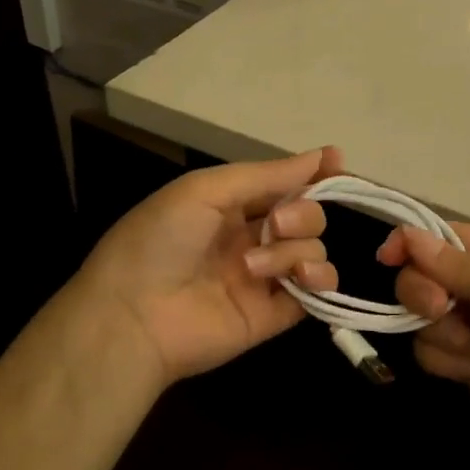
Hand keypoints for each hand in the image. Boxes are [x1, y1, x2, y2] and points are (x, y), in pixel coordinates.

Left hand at [76, 148, 342, 385]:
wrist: (133, 315)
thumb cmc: (161, 239)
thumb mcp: (206, 190)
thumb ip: (267, 175)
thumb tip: (322, 155)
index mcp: (231, 204)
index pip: (284, 183)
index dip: (312, 173)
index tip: (337, 162)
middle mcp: (252, 236)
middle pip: (307, 215)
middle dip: (301, 213)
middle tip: (274, 224)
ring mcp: (264, 277)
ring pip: (313, 250)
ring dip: (296, 250)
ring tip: (257, 266)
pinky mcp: (273, 314)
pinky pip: (316, 292)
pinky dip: (320, 281)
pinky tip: (304, 279)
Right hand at [379, 223, 469, 469]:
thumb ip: (465, 270)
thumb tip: (408, 236)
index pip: (448, 237)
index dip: (414, 242)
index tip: (386, 258)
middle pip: (427, 274)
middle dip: (422, 290)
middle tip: (438, 310)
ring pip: (424, 316)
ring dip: (433, 328)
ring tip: (468, 350)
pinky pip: (433, 352)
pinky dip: (441, 359)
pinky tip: (467, 372)